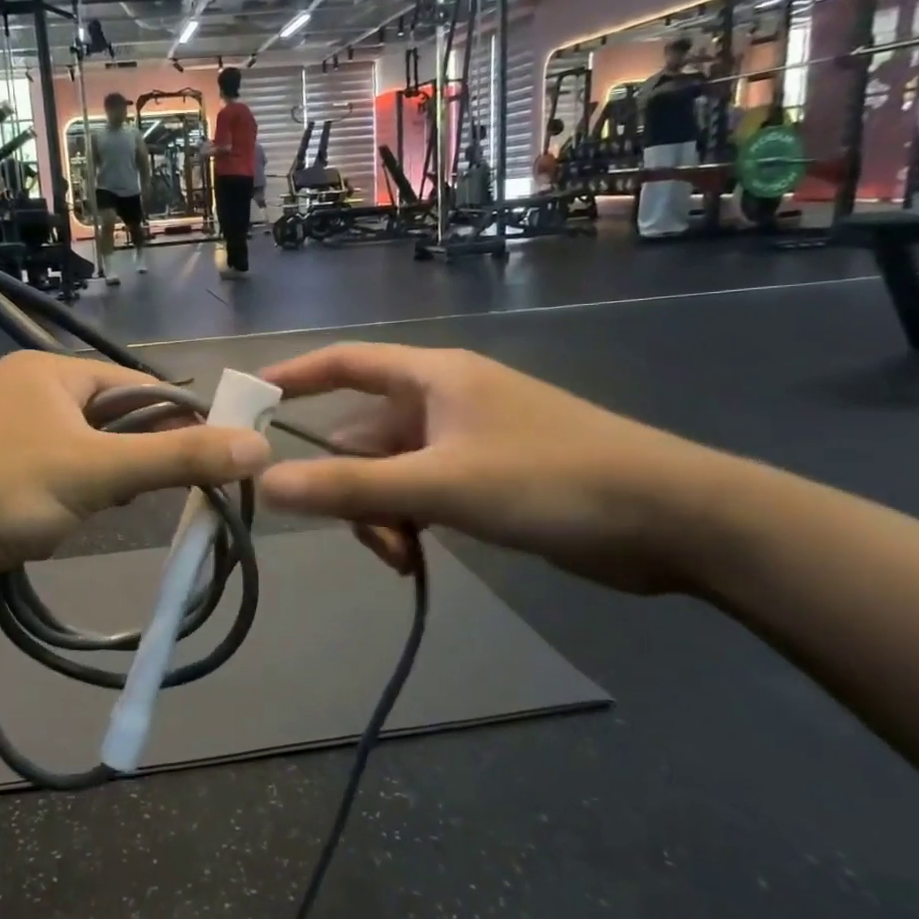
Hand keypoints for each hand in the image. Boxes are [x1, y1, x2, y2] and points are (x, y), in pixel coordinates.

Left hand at [0, 352, 272, 597]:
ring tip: (93, 517)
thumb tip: (257, 444)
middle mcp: (25, 392)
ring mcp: (1, 434)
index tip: (210, 463)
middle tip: (144, 500)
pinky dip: (63, 503)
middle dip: (132, 462)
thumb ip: (177, 458)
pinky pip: (45, 480)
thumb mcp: (97, 474)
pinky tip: (55, 530)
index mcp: (50, 371)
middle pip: (109, 420)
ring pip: (78, 455)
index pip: (138, 386)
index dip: (178, 421)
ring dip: (96, 488)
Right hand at [256, 344, 719, 593]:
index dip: (293, 376)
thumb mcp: (441, 485)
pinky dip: (409, 521)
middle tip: (359, 531)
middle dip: (349, 483)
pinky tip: (417, 556)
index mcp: (432, 377)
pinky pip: (421, 492)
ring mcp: (466, 440)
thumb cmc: (550, 480)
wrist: (671, 518)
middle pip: (362, 432)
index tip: (247, 400)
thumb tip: (268, 484)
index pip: (344, 362)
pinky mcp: (487, 477)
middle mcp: (443, 400)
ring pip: (390, 471)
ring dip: (381, 511)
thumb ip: (352, 487)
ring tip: (402, 554)